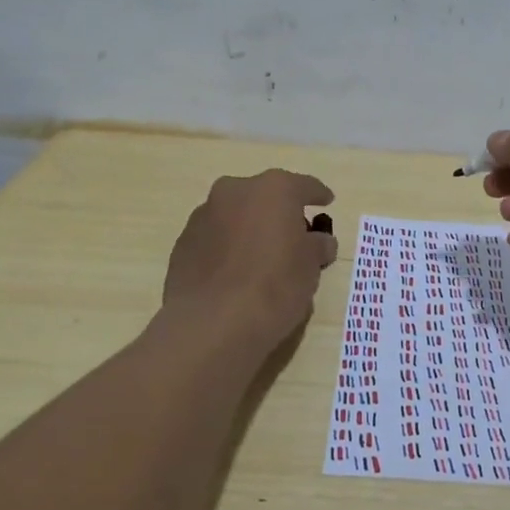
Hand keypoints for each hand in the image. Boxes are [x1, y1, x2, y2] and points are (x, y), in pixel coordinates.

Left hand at [163, 170, 338, 348]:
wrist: (213, 323)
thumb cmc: (274, 286)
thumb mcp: (311, 267)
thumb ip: (317, 246)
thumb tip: (319, 241)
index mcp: (273, 189)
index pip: (304, 186)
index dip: (318, 195)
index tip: (326, 202)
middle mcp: (235, 191)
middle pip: (265, 197)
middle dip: (279, 212)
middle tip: (293, 237)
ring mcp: (204, 215)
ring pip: (236, 215)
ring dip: (249, 229)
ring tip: (261, 259)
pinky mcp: (183, 242)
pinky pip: (215, 238)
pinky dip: (227, 248)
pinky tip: (235, 274)